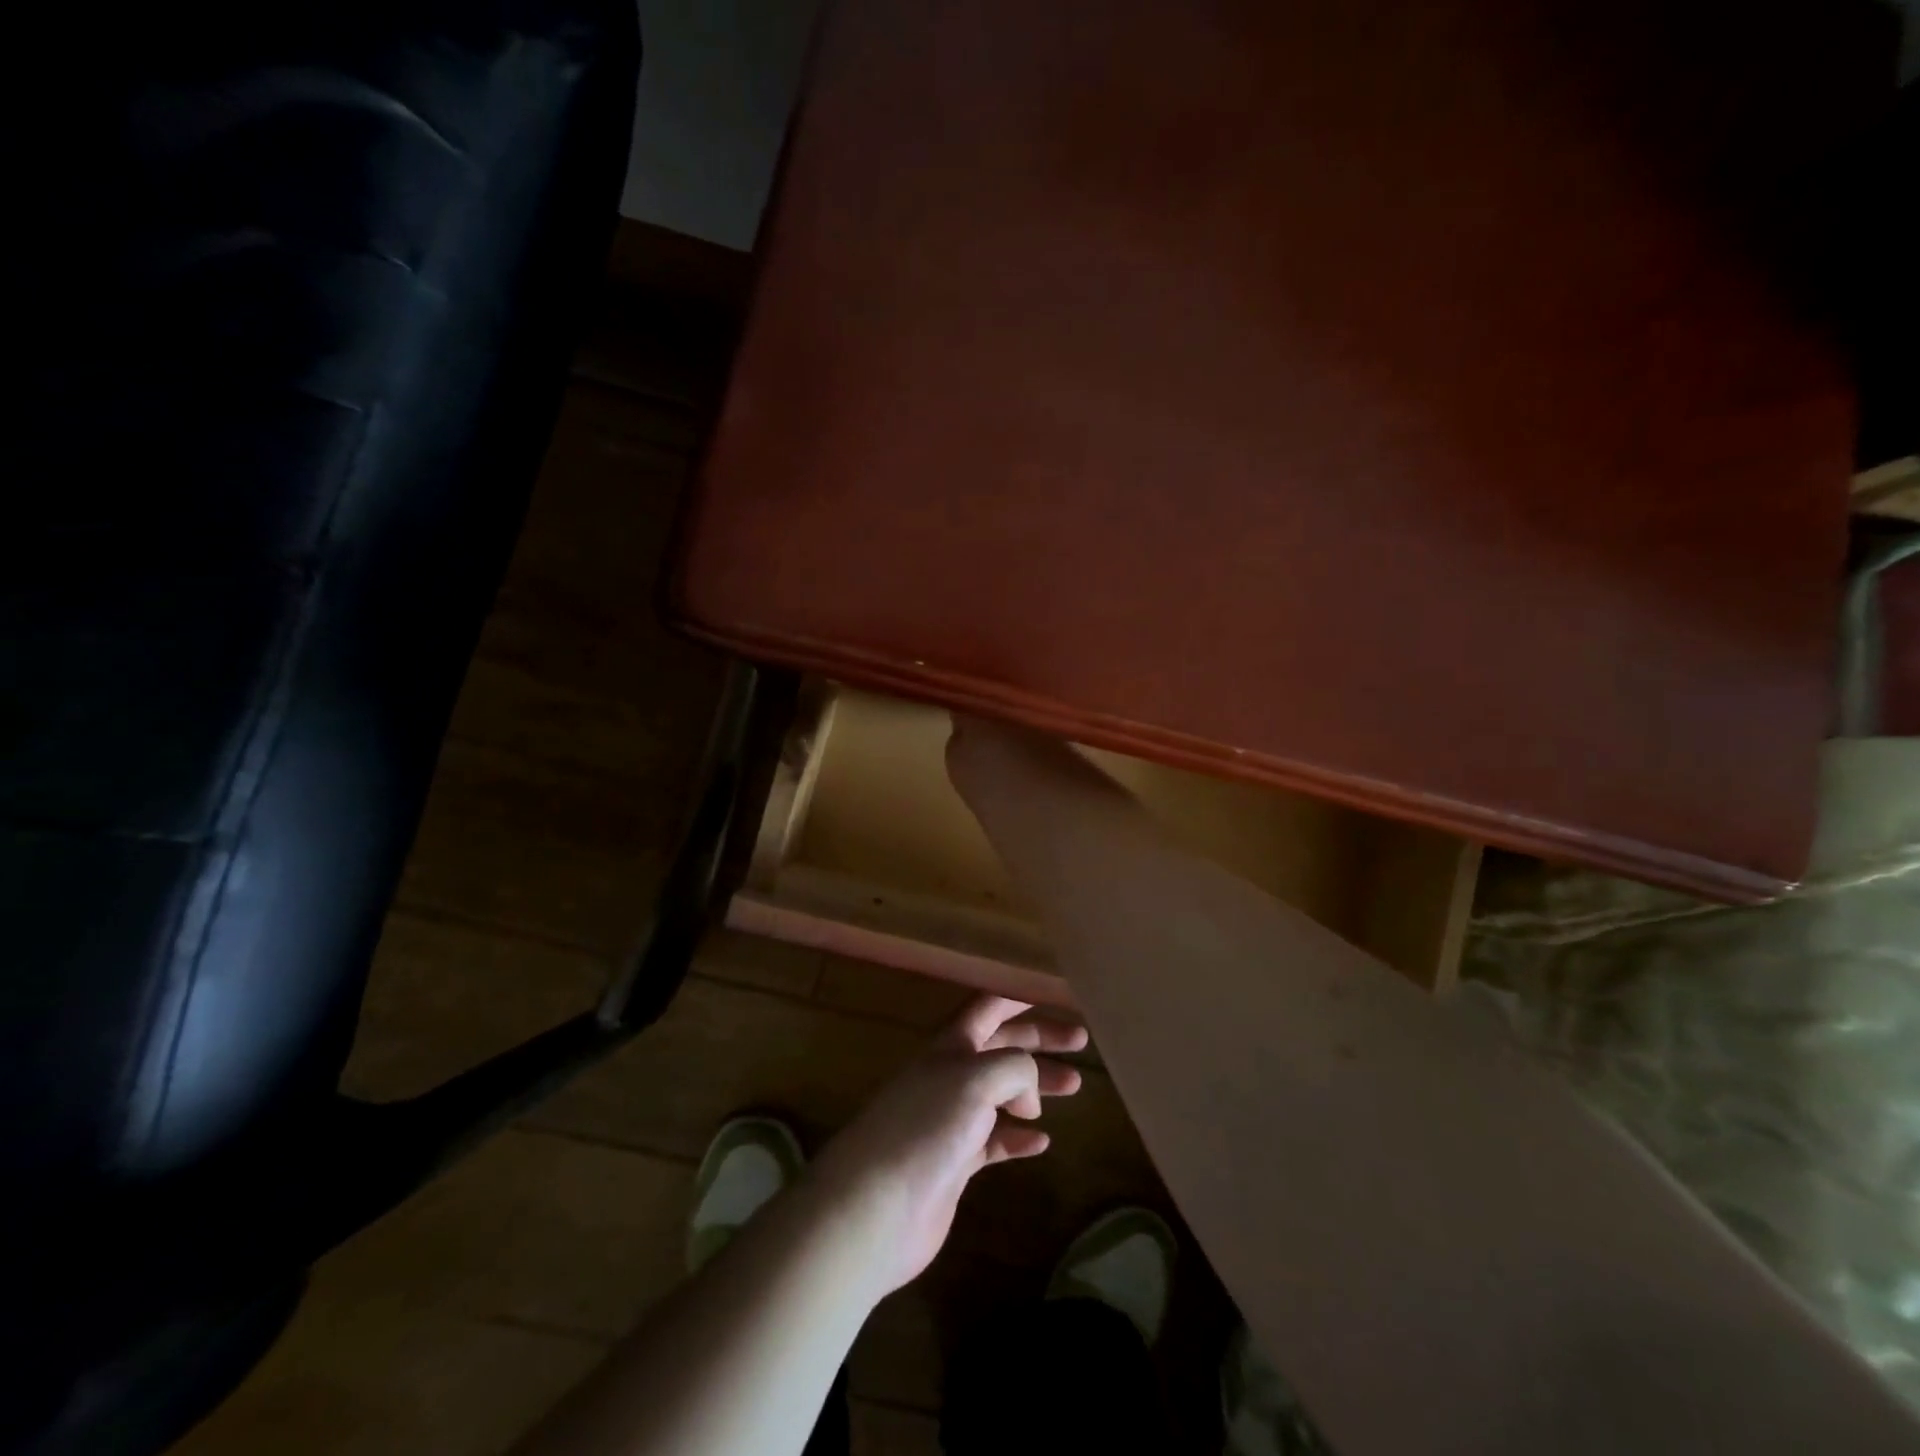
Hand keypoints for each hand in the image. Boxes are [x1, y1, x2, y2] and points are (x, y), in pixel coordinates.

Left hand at [808, 995, 1087, 1297]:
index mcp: (951, 1046)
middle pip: (1002, 1048)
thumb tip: (1027, 1093)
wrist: (876, 1206)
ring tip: (1074, 1087)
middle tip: (1082, 1043)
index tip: (1058, 997)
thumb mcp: (976, 1079)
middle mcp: (951, 1075)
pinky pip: (994, 1141)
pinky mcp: (954, 1162)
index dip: (1020, 999)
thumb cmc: (926, 1128)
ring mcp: (951, 1120)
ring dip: (1036, 1087)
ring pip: (1002, 1093)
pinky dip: (1018, 1137)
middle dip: (1040, 1042)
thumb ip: (1014, 1068)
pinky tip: (1042, 1141)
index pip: (989, 1009)